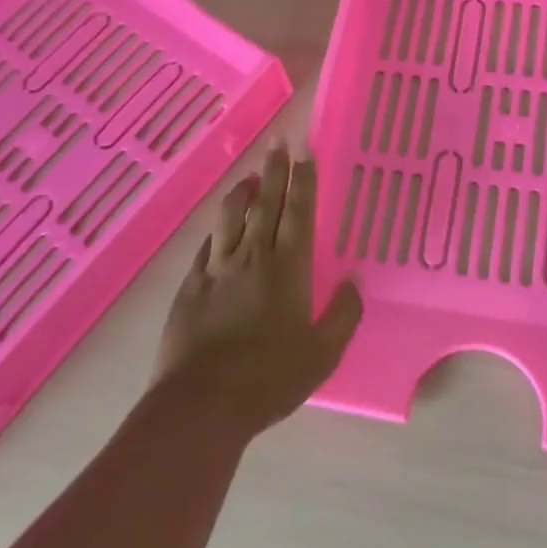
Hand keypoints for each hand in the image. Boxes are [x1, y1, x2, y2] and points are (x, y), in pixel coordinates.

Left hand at [154, 144, 362, 438]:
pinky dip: (217, 229)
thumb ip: (343, 314)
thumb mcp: (322, 354)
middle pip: (266, 205)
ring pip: (231, 219)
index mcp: (288, 270)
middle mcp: (253, 259)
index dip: (304, 182)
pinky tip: (219, 224)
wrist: (201, 404)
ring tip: (250, 175)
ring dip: (242, 193)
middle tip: (278, 143)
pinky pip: (206, 246)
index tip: (305, 153)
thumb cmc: (269, 379)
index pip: (299, 214)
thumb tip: (355, 279)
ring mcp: (217, 270)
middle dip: (274, 172)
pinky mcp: (191, 287)